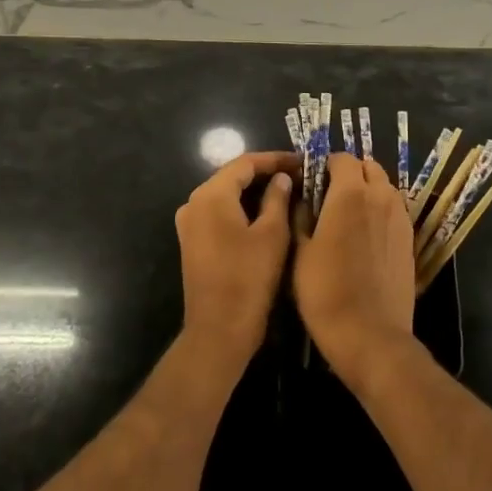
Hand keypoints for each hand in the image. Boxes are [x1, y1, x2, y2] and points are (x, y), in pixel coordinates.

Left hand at [173, 151, 297, 380]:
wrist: (219, 331)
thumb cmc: (249, 279)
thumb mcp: (272, 234)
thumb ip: (277, 198)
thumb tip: (281, 178)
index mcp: (211, 195)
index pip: (245, 163)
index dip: (275, 159)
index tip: (301, 161)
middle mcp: (194, 203)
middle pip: (232, 176)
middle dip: (265, 173)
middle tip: (297, 175)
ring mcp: (189, 224)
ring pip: (226, 195)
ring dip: (254, 191)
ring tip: (287, 191)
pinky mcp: (192, 242)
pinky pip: (219, 213)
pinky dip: (242, 208)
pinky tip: (266, 214)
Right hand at [293, 152, 415, 390]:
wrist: (370, 334)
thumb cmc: (325, 291)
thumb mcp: (300, 252)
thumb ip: (301, 215)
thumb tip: (301, 197)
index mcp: (350, 193)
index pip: (341, 158)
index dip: (325, 165)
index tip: (312, 181)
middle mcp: (380, 196)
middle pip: (369, 167)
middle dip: (350, 173)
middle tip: (330, 195)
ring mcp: (400, 217)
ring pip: (385, 187)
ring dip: (368, 190)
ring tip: (349, 215)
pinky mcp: (410, 239)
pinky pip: (395, 210)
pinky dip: (381, 210)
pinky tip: (366, 234)